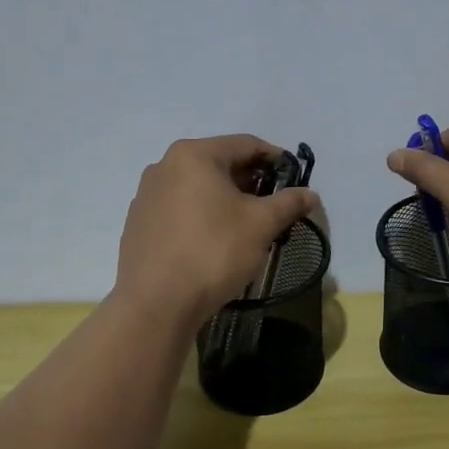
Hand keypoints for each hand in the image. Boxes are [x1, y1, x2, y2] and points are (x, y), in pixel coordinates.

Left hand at [115, 135, 319, 326]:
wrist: (155, 304)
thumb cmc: (213, 252)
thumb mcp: (261, 224)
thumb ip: (289, 202)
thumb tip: (310, 194)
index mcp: (194, 155)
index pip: (246, 144)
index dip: (276, 159)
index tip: (295, 178)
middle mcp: (164, 166)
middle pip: (220, 164)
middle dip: (251, 181)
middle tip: (275, 204)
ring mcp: (147, 195)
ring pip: (198, 187)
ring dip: (227, 199)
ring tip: (248, 224)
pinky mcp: (138, 223)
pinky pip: (180, 208)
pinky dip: (203, 215)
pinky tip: (215, 240)